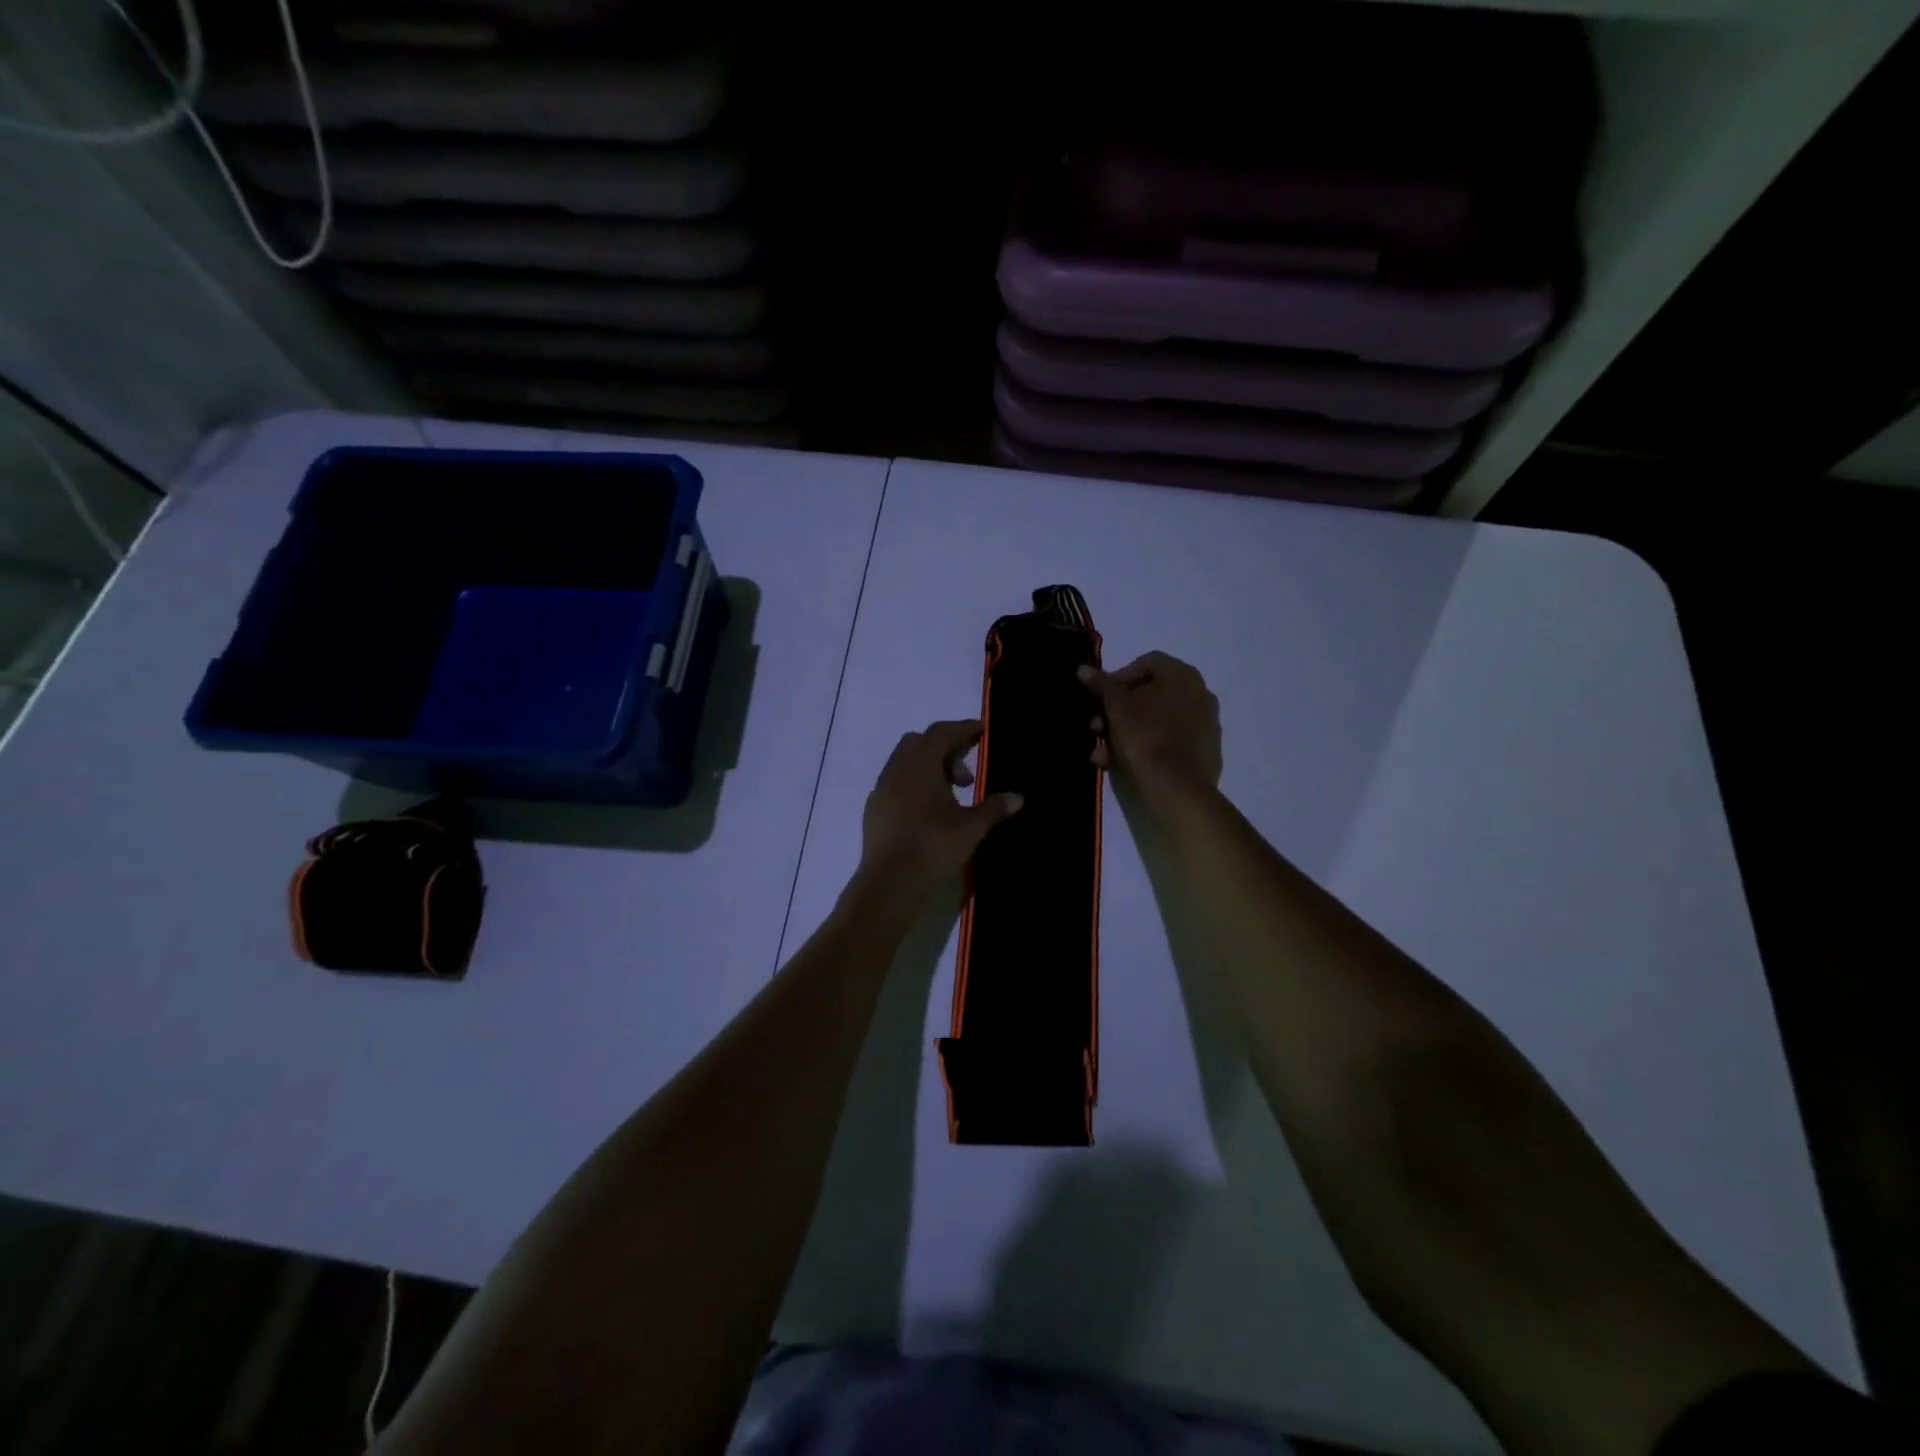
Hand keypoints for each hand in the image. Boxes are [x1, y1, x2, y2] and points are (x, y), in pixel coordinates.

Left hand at [860, 719, 1022, 897]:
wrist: (889, 882)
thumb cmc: (932, 846)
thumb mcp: (971, 828)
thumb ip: (994, 808)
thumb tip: (1017, 797)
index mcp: (920, 764)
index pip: (942, 733)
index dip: (964, 729)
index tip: (982, 731)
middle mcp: (897, 769)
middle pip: (920, 742)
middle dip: (946, 749)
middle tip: (966, 777)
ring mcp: (881, 789)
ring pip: (905, 763)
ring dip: (929, 768)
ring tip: (951, 796)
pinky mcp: (874, 809)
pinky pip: (896, 783)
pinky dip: (914, 785)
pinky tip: (927, 812)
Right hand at [1080, 652, 1222, 806]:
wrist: (1178, 788)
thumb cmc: (1145, 737)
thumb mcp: (1116, 707)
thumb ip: (1101, 685)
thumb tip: (1083, 669)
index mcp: (1182, 675)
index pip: (1147, 662)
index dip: (1119, 676)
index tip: (1100, 696)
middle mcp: (1200, 693)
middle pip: (1150, 694)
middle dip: (1118, 710)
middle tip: (1098, 726)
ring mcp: (1205, 724)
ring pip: (1156, 721)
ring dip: (1126, 732)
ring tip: (1104, 752)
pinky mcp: (1204, 751)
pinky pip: (1169, 741)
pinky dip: (1145, 747)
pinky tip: (1121, 764)